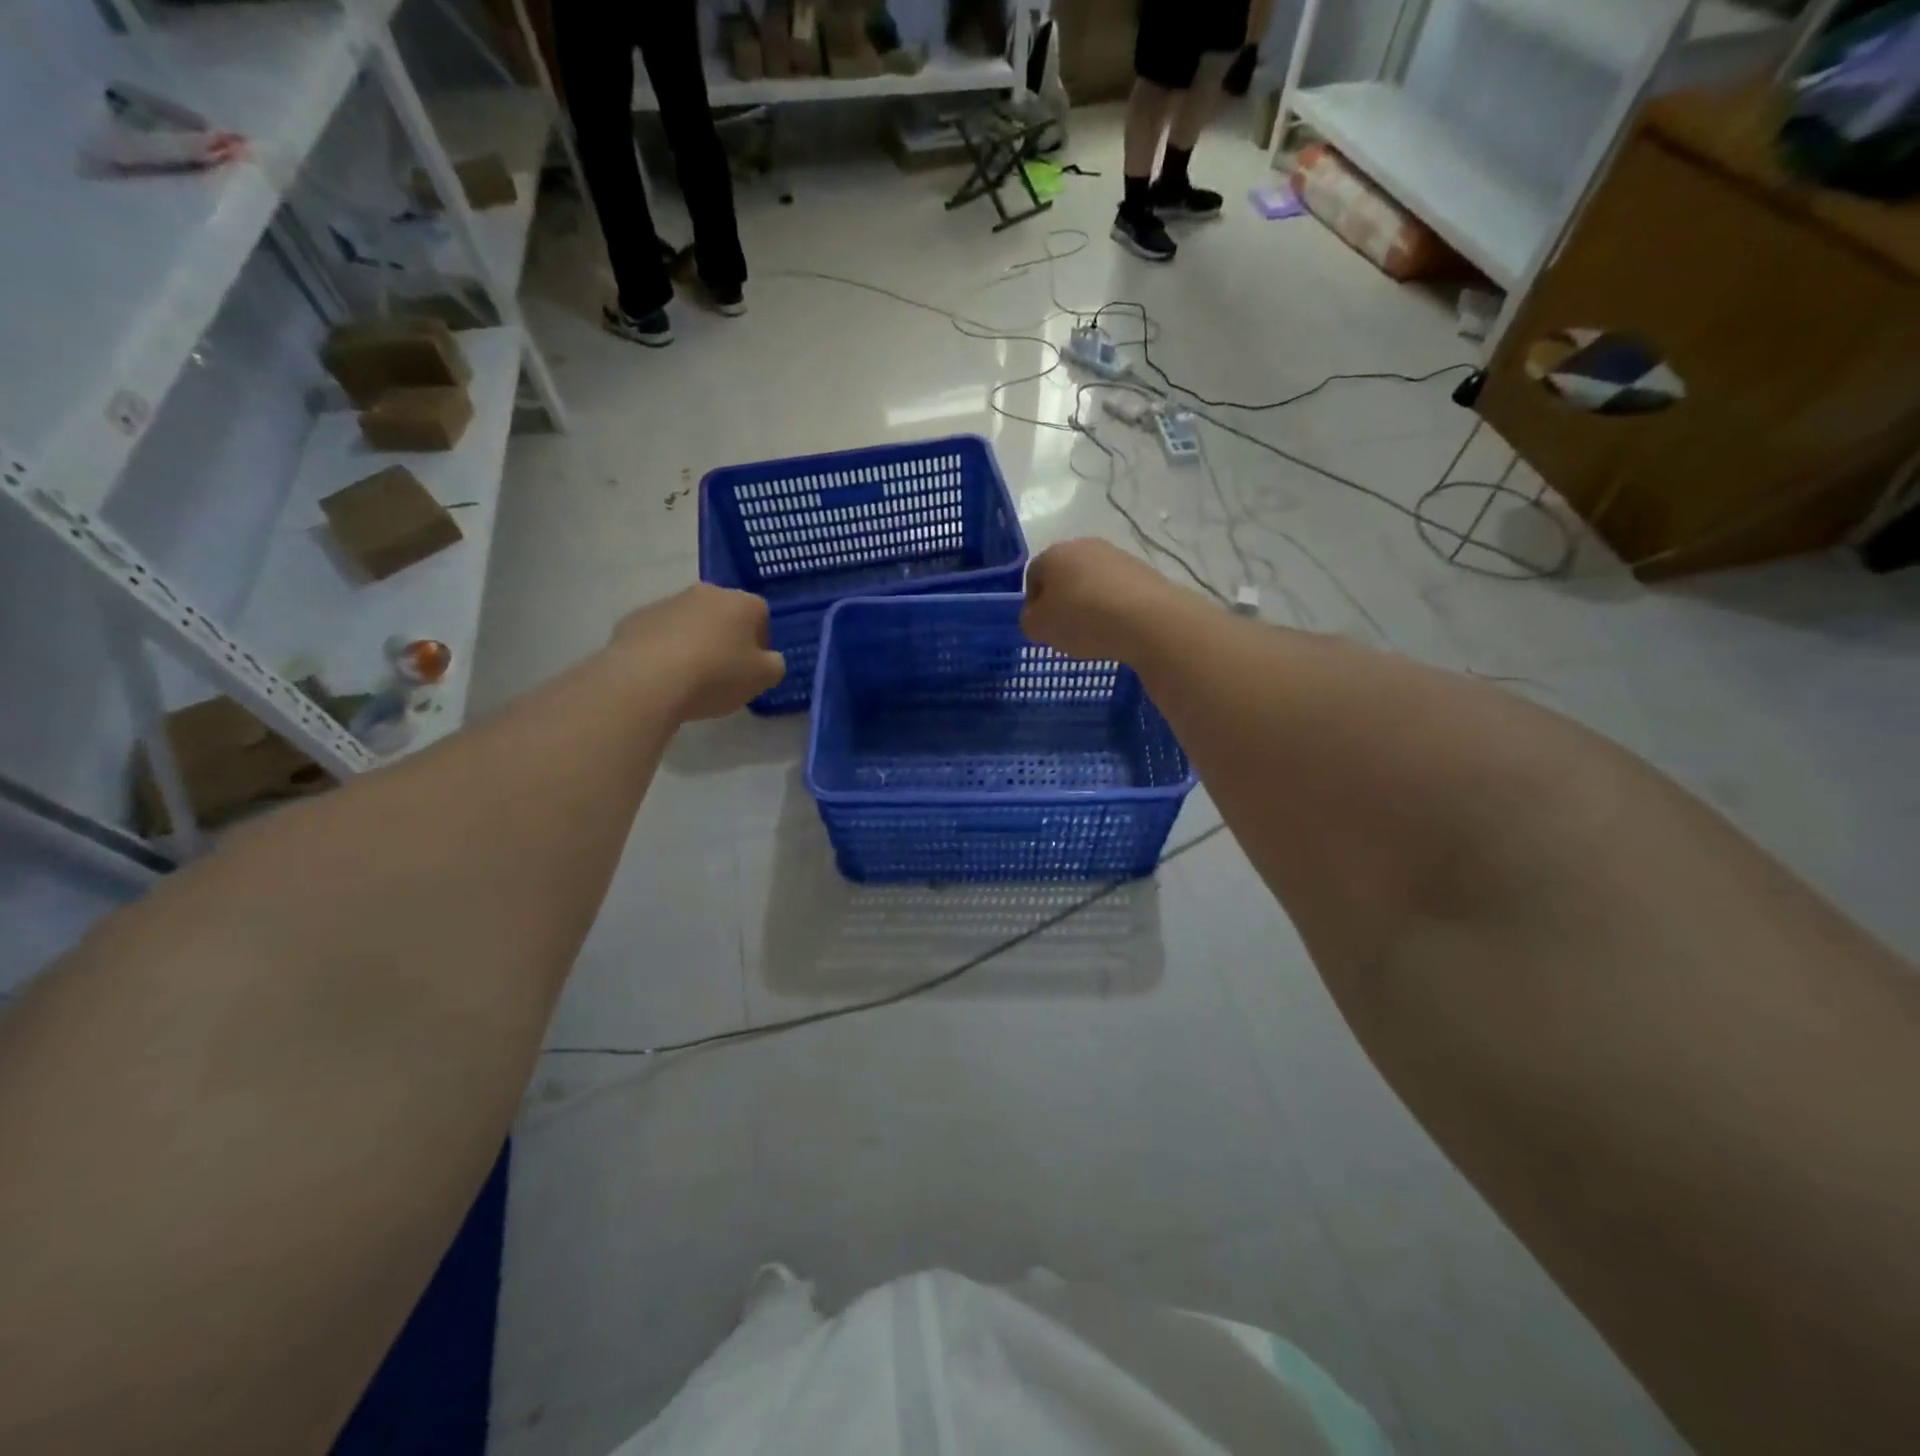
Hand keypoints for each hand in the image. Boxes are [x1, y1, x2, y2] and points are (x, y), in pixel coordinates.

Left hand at [612, 583, 784, 719]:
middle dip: (726, 638)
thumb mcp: (762, 679)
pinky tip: (662, 677)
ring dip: (694, 643)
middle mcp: (705, 593)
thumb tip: (768, 659)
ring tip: (689, 678)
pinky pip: (659, 634)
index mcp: (741, 602)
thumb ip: (774, 665)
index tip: (753, 666)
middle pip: (724, 614)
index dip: (761, 641)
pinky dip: (664, 650)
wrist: (646, 680)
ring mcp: (666, 603)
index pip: (761, 614)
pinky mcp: (635, 619)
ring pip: (690, 622)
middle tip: (724, 672)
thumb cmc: (715, 675)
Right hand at [1021, 539, 1191, 662]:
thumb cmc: (1082, 619)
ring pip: (1092, 581)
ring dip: (1089, 602)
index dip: (1033, 604)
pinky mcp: (1142, 569)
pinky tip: (1118, 626)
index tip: (1043, 628)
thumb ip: (1029, 620)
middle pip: (1064, 575)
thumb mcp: (1039, 628)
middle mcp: (1083, 545)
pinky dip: (1113, 605)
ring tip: (1095, 631)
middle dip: (1063, 600)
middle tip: (1067, 630)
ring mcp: (1116, 555)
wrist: (1147, 619)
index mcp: (1053, 554)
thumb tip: (1036, 616)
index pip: (1033, 576)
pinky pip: (1117, 590)